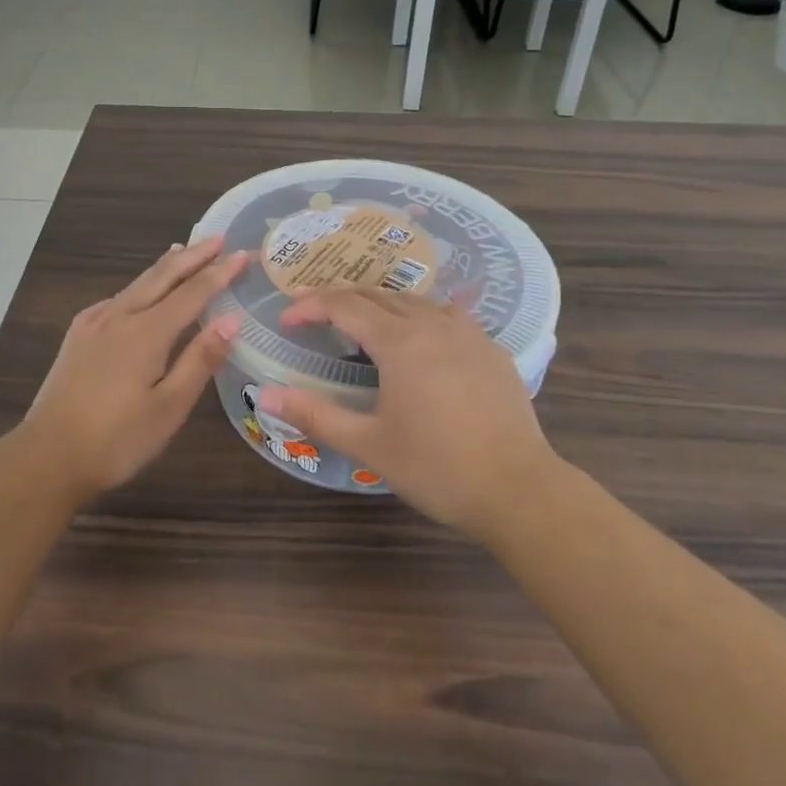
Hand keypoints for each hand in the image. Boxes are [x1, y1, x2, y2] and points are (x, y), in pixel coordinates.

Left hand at [16, 235, 247, 499]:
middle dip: (192, 256)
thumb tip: (232, 319)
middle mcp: (119, 316)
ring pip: (137, 284)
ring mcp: (93, 323)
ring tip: (183, 252)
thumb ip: (200, 360)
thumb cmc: (116, 440)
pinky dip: (140, 286)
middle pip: (161, 276)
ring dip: (165, 267)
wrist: (46, 457)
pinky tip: (140, 292)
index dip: (219, 272)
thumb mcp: (169, 408)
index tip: (242, 254)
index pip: (192, 293)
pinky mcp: (78, 335)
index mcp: (146, 333)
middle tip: (217, 238)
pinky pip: (117, 299)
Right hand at [262, 289, 560, 539]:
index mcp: (399, 341)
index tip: (287, 320)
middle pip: (377, 295)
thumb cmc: (437, 468)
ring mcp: (468, 333)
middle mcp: (433, 324)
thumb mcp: (368, 444)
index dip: (310, 306)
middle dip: (340, 300)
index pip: (344, 305)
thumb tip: (266, 396)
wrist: (519, 490)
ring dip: (379, 304)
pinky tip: (419, 340)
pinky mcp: (491, 350)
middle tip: (314, 318)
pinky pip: (447, 315)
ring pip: (414, 300)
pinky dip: (418, 316)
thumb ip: (315, 415)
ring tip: (360, 325)